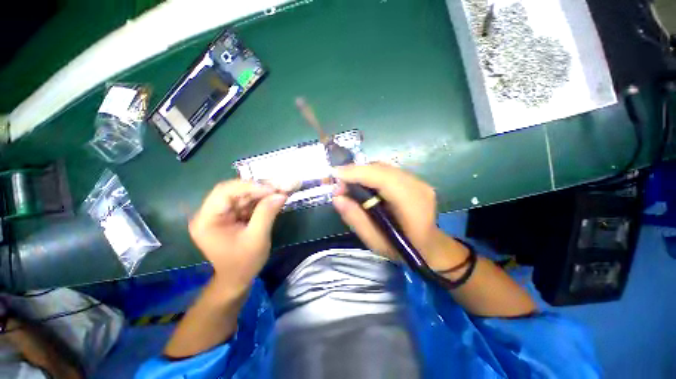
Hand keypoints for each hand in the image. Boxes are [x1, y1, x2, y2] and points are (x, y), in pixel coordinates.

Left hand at [189, 180, 286, 292]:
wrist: (238, 279)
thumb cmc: (244, 263)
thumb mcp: (257, 238)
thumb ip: (267, 214)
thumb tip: (281, 194)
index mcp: (207, 220)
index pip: (224, 192)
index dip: (249, 186)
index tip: (272, 189)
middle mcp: (210, 213)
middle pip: (234, 191)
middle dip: (258, 189)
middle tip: (279, 188)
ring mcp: (221, 214)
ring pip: (242, 195)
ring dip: (262, 193)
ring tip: (280, 192)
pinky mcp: (231, 216)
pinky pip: (247, 203)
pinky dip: (261, 200)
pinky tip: (274, 199)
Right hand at [332, 163, 466, 269]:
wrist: (430, 246)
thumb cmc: (402, 249)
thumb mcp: (375, 242)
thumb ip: (356, 219)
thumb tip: (337, 197)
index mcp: (412, 205)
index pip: (383, 179)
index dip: (358, 173)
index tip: (335, 174)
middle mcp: (418, 187)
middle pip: (382, 169)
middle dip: (356, 172)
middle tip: (340, 186)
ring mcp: (418, 181)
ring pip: (384, 167)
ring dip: (363, 173)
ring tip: (349, 185)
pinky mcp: (414, 179)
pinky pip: (387, 171)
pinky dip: (371, 174)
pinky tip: (363, 185)